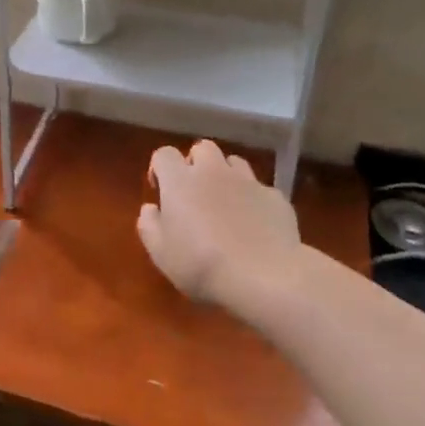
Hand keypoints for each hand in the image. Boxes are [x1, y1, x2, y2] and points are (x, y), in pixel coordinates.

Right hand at [137, 140, 301, 312]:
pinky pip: (259, 189)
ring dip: (226, 176)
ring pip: (234, 162)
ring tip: (226, 204)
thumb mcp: (161, 253)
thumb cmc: (201, 265)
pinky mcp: (275, 197)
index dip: (160, 168)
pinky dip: (253, 200)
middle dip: (196, 164)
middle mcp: (213, 171)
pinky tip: (255, 225)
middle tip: (194, 193)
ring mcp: (248, 181)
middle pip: (202, 148)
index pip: (164, 154)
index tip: (161, 191)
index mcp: (180, 181)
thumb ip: (149, 225)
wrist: (264, 277)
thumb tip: (150, 208)